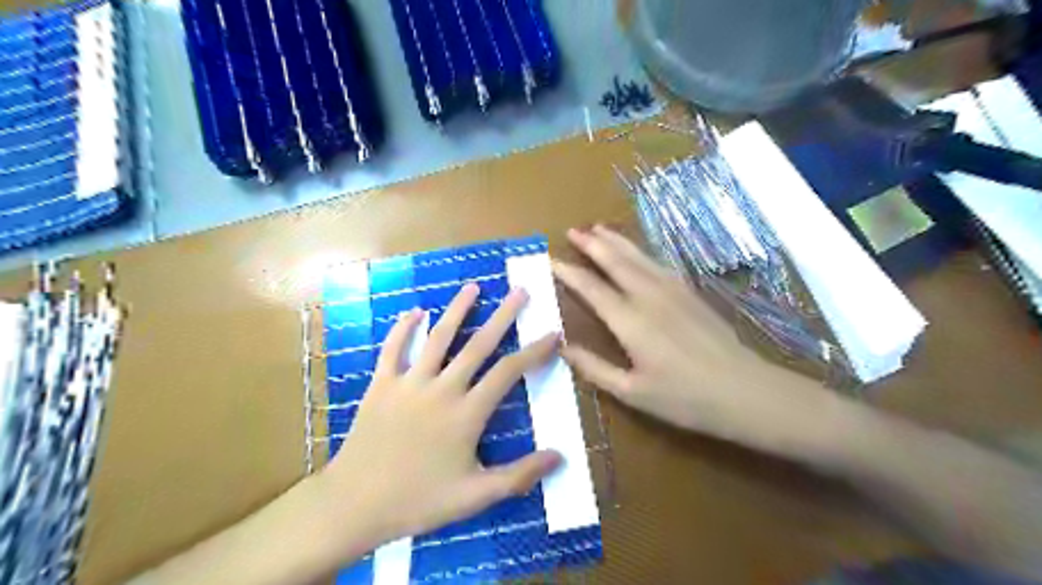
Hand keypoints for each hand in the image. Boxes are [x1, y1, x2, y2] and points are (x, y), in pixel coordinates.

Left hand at [324, 286, 561, 549]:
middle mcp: (442, 389)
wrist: (355, 504)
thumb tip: (560, 457)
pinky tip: (415, 311)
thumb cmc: (419, 500)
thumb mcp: (475, 496)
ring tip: (473, 287)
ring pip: (438, 337)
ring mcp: (409, 382)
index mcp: (467, 413)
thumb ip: (519, 475)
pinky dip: (404, 327)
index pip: (509, 372)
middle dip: (503, 316)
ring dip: (457, 310)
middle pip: (478, 345)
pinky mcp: (381, 384)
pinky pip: (393, 348)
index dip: (534, 351)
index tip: (553, 334)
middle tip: (519, 291)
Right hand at [557, 226, 834, 448]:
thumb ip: (594, 368)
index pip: (592, 289)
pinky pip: (659, 263)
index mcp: (630, 322)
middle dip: (592, 244)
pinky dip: (641, 252)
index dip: (569, 273)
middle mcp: (649, 297)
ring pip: (638, 257)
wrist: (744, 391)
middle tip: (573, 230)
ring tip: (598, 228)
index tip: (551, 259)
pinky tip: (637, 250)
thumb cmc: (684, 398)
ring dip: (616, 241)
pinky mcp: (690, 292)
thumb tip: (562, 346)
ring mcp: (673, 291)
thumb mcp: (632, 392)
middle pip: (616, 262)